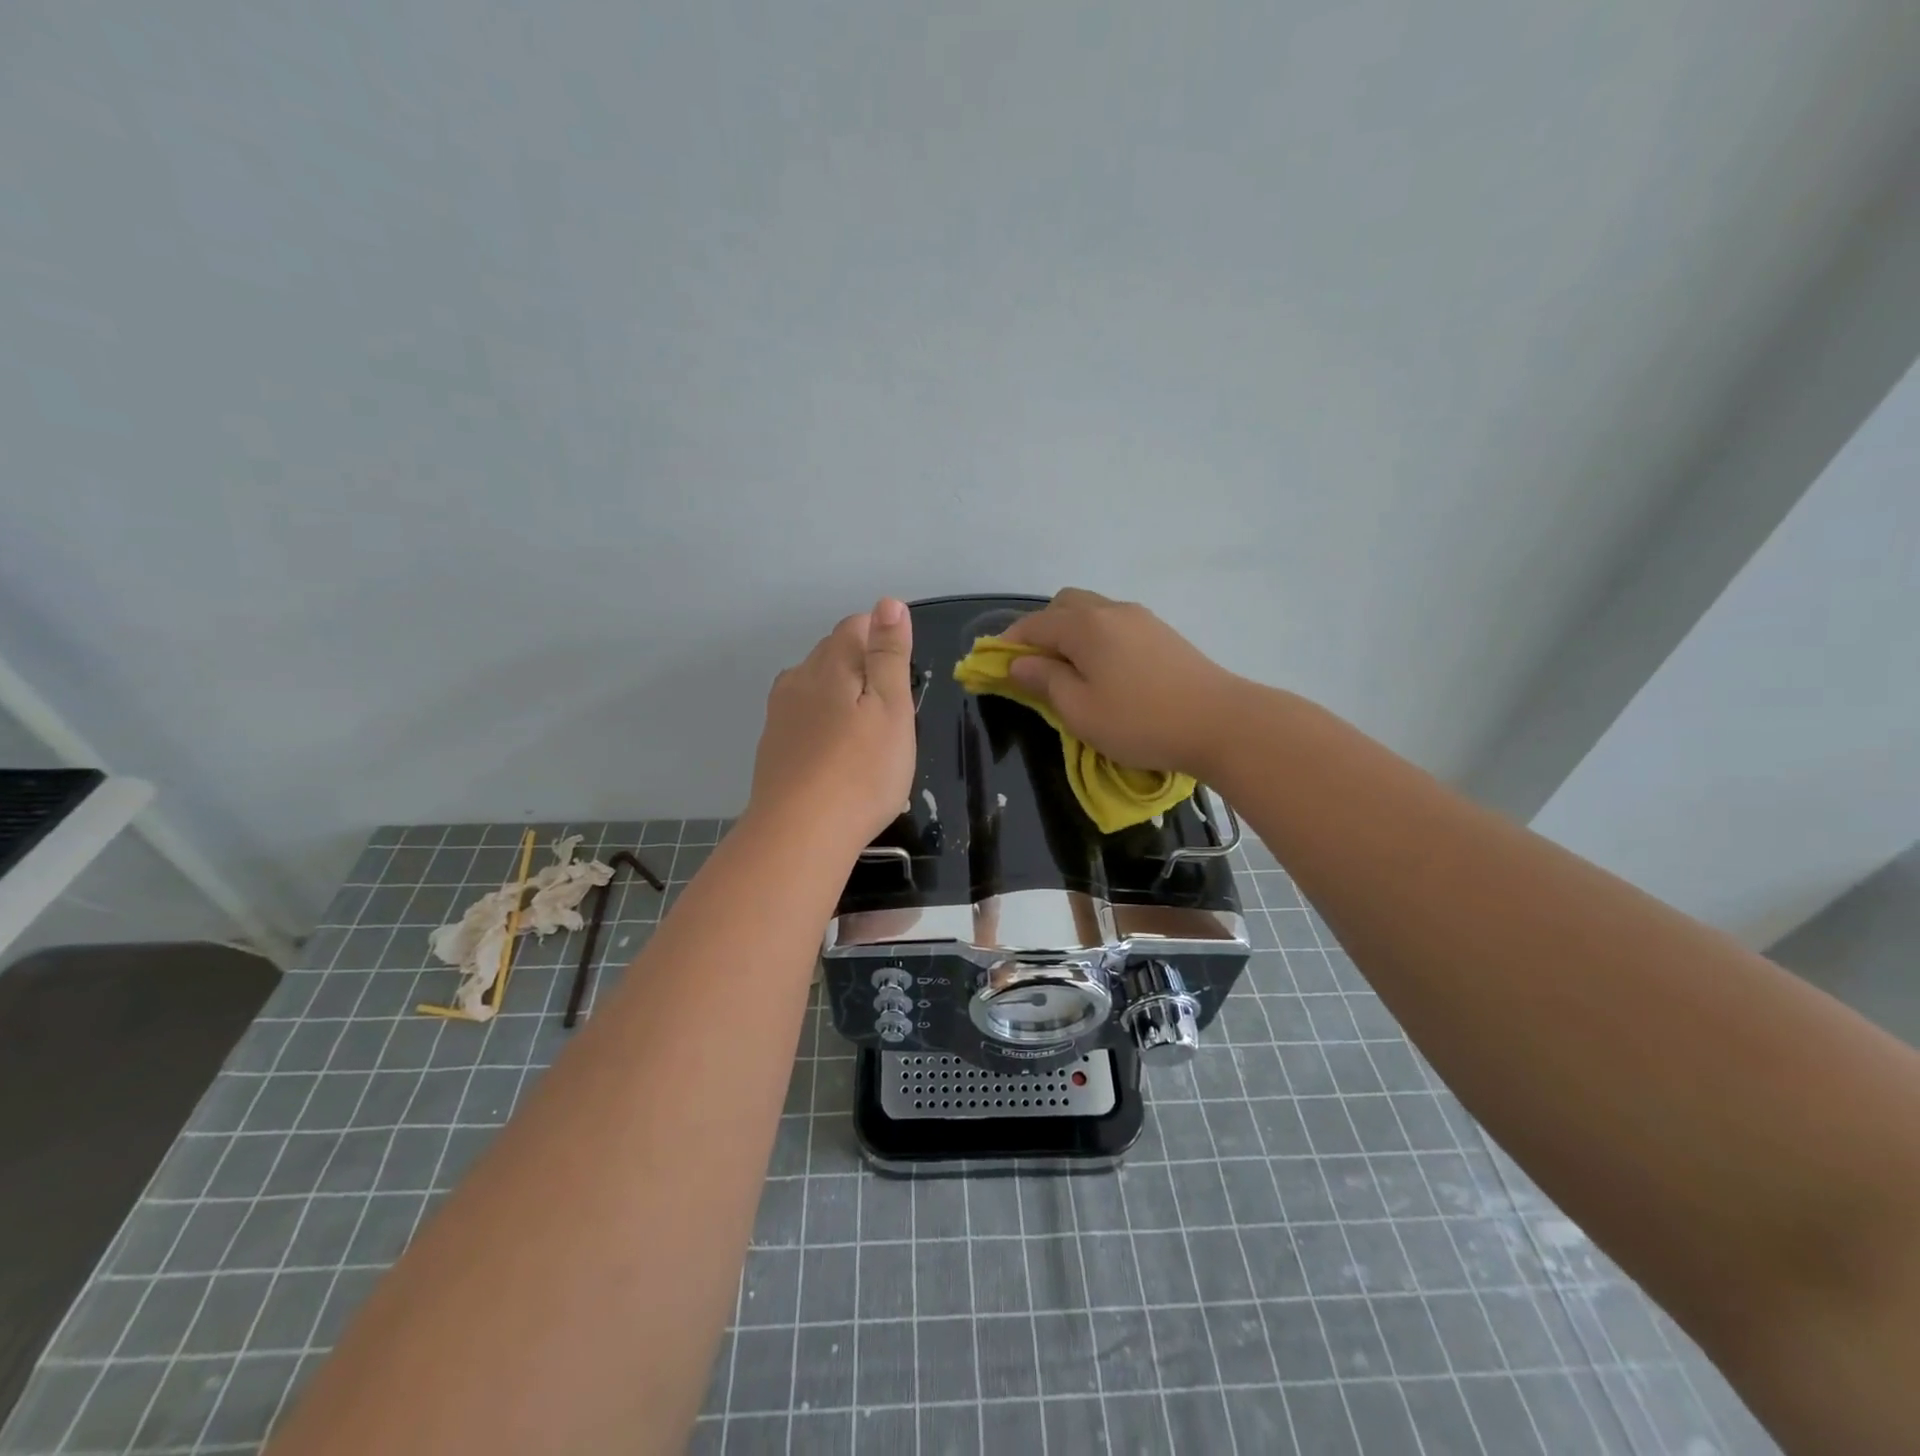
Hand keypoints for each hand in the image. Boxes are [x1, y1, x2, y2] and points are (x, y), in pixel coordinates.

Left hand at [748, 598, 916, 851]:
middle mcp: (798, 680)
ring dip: (839, 696)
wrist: (799, 834)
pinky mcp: (772, 748)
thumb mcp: (892, 709)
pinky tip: (834, 756)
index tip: (902, 676)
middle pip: (832, 654)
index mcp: (830, 664)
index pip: (855, 626)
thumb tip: (888, 603)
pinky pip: (802, 719)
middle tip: (890, 709)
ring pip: (813, 686)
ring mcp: (779, 715)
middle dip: (862, 667)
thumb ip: (889, 655)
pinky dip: (822, 725)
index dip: (882, 640)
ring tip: (864, 732)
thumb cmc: (862, 771)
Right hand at [999, 588, 1246, 777]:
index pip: (1033, 625)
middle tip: (1035, 668)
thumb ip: (1045, 681)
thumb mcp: (1080, 710)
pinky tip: (1104, 670)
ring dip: (1070, 633)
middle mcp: (1111, 610)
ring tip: (1069, 671)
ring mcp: (1141, 618)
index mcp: (1085, 625)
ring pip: (1091, 611)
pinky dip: (1096, 638)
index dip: (1008, 643)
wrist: (1221, 722)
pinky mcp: (1162, 633)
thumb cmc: (1141, 721)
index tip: (993, 665)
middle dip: (1041, 630)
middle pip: (1063, 605)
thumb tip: (1018, 663)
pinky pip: (1114, 623)